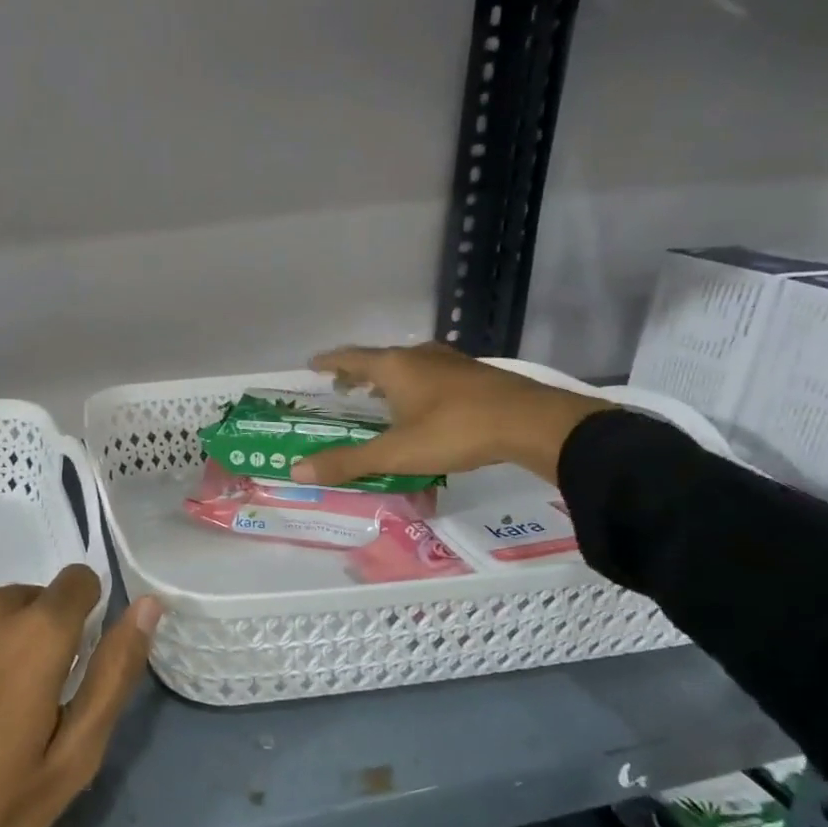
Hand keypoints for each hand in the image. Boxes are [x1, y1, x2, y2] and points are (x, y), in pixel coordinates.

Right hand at [290, 343, 613, 486]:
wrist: (531, 423)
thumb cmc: (455, 431)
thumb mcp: (396, 453)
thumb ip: (348, 461)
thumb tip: (296, 470)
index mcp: (395, 366)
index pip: (351, 357)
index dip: (330, 361)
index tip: (313, 365)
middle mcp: (421, 356)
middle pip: (380, 359)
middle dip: (358, 372)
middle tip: (343, 387)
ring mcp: (452, 363)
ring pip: (410, 365)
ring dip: (390, 378)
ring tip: (381, 396)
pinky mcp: (476, 376)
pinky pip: (434, 375)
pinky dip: (417, 386)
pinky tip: (426, 406)